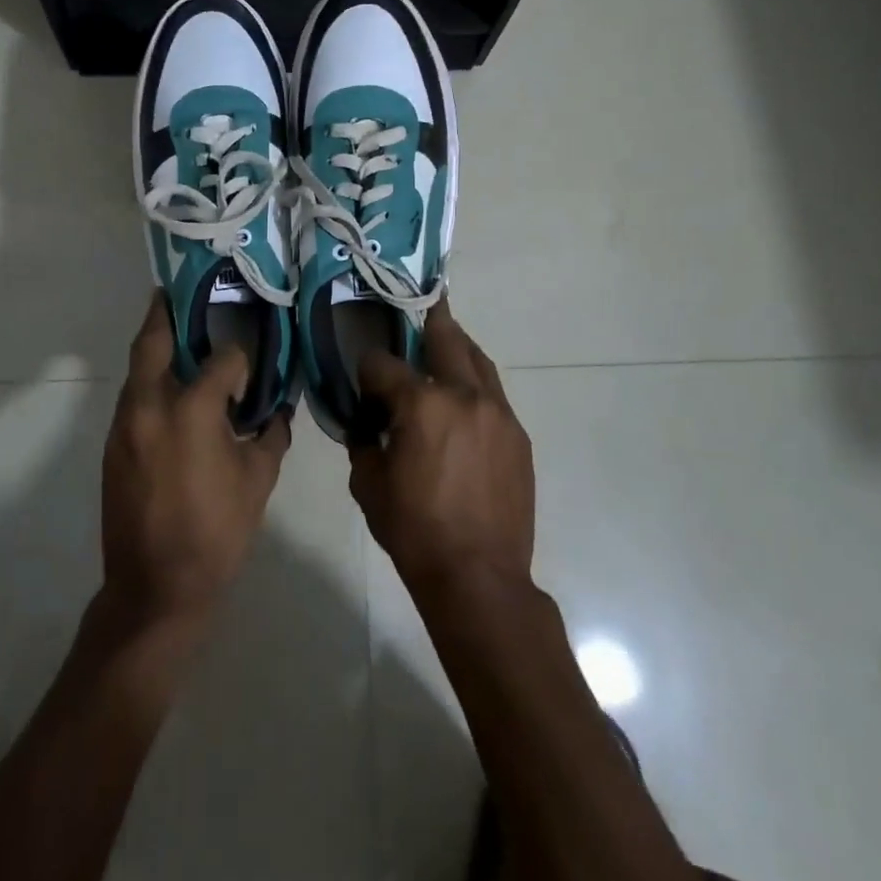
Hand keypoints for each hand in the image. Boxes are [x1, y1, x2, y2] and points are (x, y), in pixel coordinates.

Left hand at [100, 296, 291, 626]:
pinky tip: (171, 392)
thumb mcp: (258, 481)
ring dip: (155, 348)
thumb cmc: (216, 532)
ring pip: (137, 369)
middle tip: (178, 292)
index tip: (249, 368)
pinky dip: (149, 383)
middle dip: (165, 313)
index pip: (221, 360)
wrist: (154, 587)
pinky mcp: (112, 445)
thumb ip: (270, 436)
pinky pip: (132, 398)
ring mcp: (124, 425)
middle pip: (153, 342)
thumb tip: (278, 410)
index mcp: (192, 410)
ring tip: (178, 335)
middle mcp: (150, 406)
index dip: (239, 359)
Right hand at [350, 303, 534, 599]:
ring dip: (457, 347)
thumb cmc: (414, 531)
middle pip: (444, 337)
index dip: (368, 366)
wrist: (479, 576)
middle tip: (421, 304)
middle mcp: (463, 395)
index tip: (363, 377)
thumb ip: (364, 442)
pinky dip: (475, 384)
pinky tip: (463, 399)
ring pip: (477, 360)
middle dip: (428, 320)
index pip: (384, 363)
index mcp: (421, 404)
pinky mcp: (517, 434)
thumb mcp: (368, 485)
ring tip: (444, 341)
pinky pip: (493, 393)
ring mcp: (497, 412)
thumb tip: (369, 423)